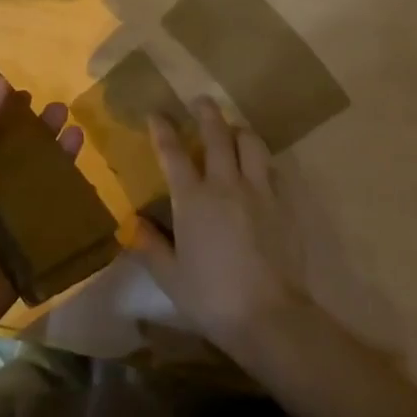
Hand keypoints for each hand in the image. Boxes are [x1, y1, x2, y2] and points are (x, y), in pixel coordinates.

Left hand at [0, 76, 84, 348]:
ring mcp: (10, 223)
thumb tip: (1, 81)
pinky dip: (70, 201)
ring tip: (78, 134)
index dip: (6, 114)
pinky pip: (54, 220)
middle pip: (19, 157)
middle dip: (40, 133)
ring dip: (58, 160)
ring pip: (40, 184)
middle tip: (63, 110)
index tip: (28, 94)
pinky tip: (87, 180)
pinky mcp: (31, 249)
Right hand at [129, 97, 302, 350]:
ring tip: (232, 130)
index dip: (163, 129)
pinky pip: (271, 168)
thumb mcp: (170, 276)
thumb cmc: (210, 297)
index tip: (156, 114)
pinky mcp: (284, 204)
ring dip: (238, 130)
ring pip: (251, 143)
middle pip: (217, 135)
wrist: (268, 315)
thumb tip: (133, 224)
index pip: (173, 153)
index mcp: (192, 199)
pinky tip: (258, 167)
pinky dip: (260, 160)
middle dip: (206, 113)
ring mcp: (259, 191)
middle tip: (200, 101)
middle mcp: (226, 184)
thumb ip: (150, 245)